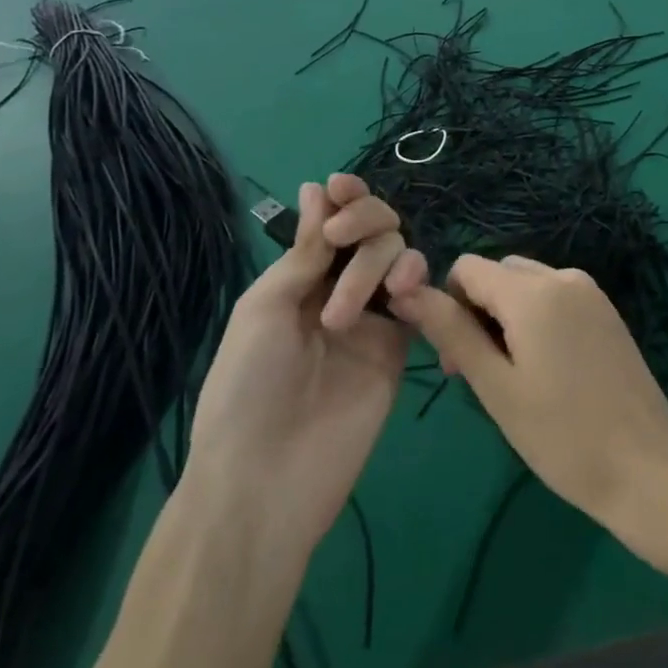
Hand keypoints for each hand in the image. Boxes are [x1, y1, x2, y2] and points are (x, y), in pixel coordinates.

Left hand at [188, 175, 427, 552]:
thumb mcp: (266, 307)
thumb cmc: (248, 386)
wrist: (267, 480)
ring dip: (379, 262)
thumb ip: (306, 250)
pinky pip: (420, 298)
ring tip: (348, 314)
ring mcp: (373, 317)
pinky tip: (401, 299)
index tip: (342, 188)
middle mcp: (340, 287)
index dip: (344, 197)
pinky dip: (416, 284)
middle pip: (375, 229)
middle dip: (363, 221)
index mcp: (300, 277)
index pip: (334, 221)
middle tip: (341, 242)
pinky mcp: (400, 345)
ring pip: (400, 255)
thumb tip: (317, 188)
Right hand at [390, 255, 667, 541]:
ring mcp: (590, 291)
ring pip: (526, 284)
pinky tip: (547, 370)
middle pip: (498, 273)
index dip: (449, 305)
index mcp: (533, 291)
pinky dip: (536, 319)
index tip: (457, 360)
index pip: (467, 268)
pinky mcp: (605, 310)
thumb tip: (407, 293)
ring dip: (506, 316)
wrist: (648, 466)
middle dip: (478, 311)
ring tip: (514, 377)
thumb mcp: (497, 387)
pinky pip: (554, 296)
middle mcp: (562, 276)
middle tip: (482, 375)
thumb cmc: (563, 436)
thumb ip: (452, 332)